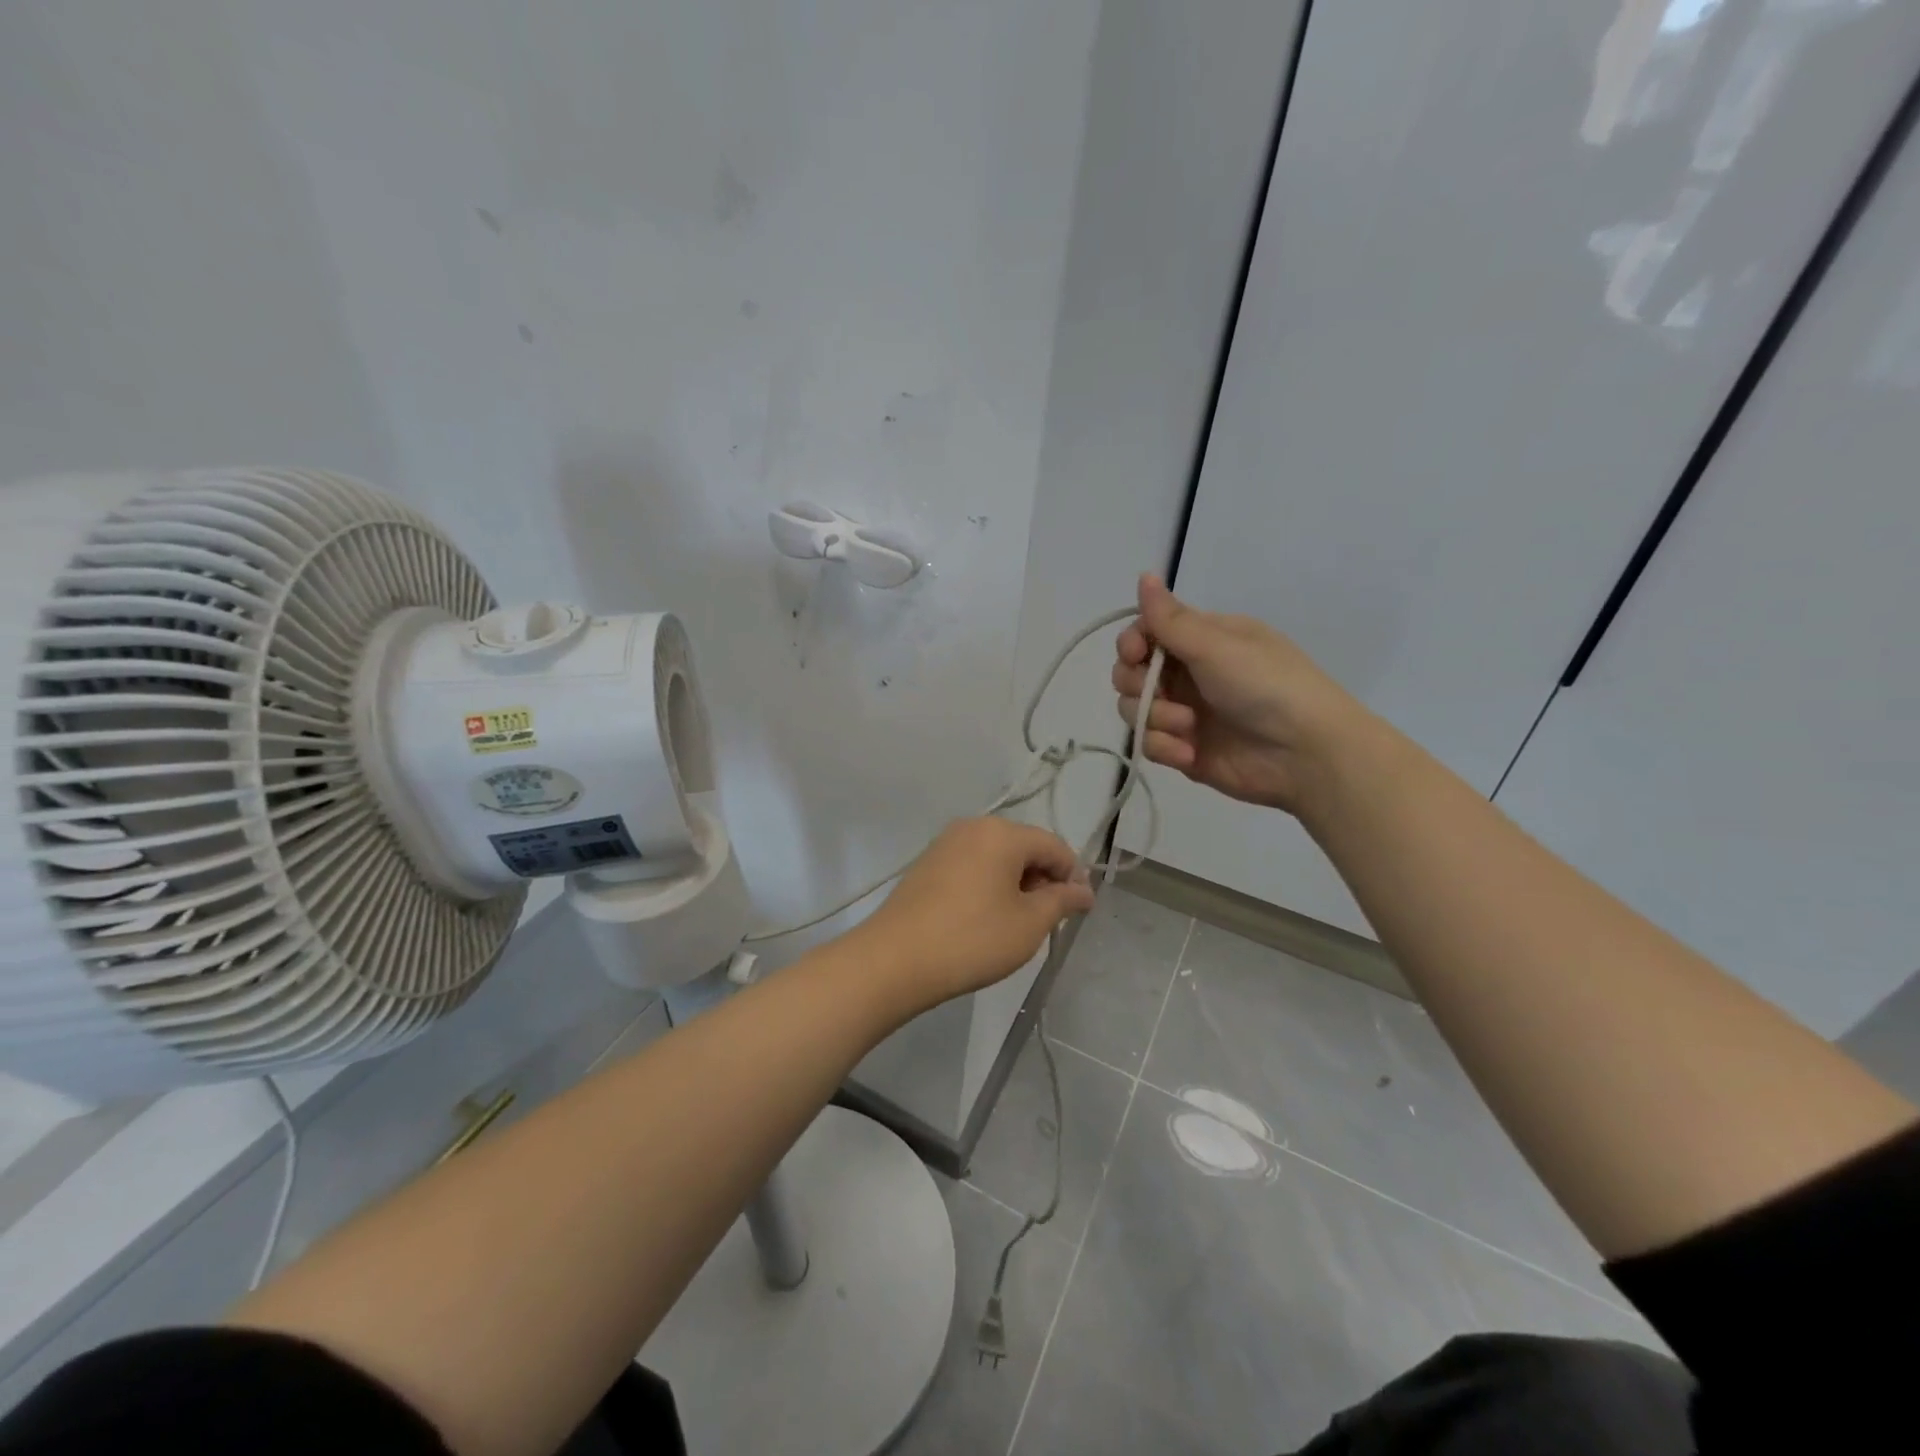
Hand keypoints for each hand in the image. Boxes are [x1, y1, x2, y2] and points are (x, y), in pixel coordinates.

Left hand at [853, 818, 1094, 1006]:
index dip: (1073, 876)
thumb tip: (1083, 890)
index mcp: (1002, 833)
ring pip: (997, 857)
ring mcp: (945, 843)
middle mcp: (973, 827)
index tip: (1078, 911)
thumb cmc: (972, 939)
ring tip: (1017, 923)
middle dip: (1043, 880)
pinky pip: (972, 865)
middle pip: (1024, 847)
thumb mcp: (1029, 924)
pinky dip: (988, 885)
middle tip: (1047, 921)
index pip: (1054, 846)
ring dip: (1015, 884)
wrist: (894, 960)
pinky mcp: (927, 863)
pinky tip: (985, 918)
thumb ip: (1061, 901)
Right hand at [1112, 574, 1363, 814]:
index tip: (1135, 653)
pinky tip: (1189, 753)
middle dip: (1137, 683)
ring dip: (1155, 718)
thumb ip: (1171, 618)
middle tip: (1161, 692)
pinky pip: (1150, 743)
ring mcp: (1184, 713)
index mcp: (1201, 640)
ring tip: (1188, 727)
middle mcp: (1188, 673)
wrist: (1305, 754)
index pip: (1146, 632)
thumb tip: (1144, 574)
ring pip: (1135, 709)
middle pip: (1131, 672)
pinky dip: (1165, 747)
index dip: (1131, 643)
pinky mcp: (1184, 749)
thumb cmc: (1266, 686)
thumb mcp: (1217, 646)